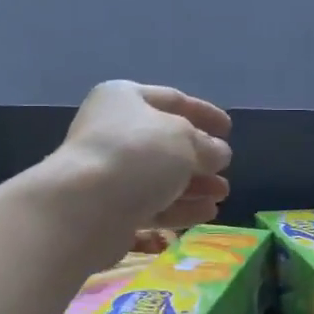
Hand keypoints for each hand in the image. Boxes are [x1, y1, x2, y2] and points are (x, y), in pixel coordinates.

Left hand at [47, 82, 231, 257]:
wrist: (84, 208)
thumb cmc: (136, 156)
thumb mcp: (184, 140)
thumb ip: (207, 145)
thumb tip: (218, 153)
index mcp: (123, 99)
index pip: (172, 100)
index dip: (203, 113)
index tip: (229, 128)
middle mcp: (112, 131)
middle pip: (165, 143)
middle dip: (200, 158)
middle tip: (225, 171)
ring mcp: (109, 173)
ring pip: (159, 177)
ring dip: (193, 186)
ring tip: (221, 196)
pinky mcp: (109, 209)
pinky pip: (150, 205)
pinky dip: (178, 209)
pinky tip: (206, 214)